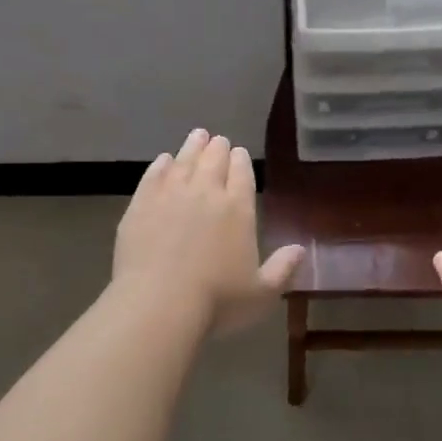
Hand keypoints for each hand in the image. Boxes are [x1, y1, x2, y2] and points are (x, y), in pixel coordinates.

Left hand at [113, 129, 304, 334]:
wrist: (159, 304)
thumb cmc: (217, 301)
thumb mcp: (262, 292)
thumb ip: (282, 268)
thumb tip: (300, 250)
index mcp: (238, 208)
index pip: (242, 173)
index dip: (241, 161)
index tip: (239, 153)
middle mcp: (205, 192)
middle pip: (213, 160)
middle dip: (218, 148)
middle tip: (218, 140)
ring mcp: (170, 195)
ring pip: (184, 161)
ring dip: (192, 147)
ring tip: (197, 136)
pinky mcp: (141, 205)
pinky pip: (153, 176)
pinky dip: (161, 165)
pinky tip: (163, 161)